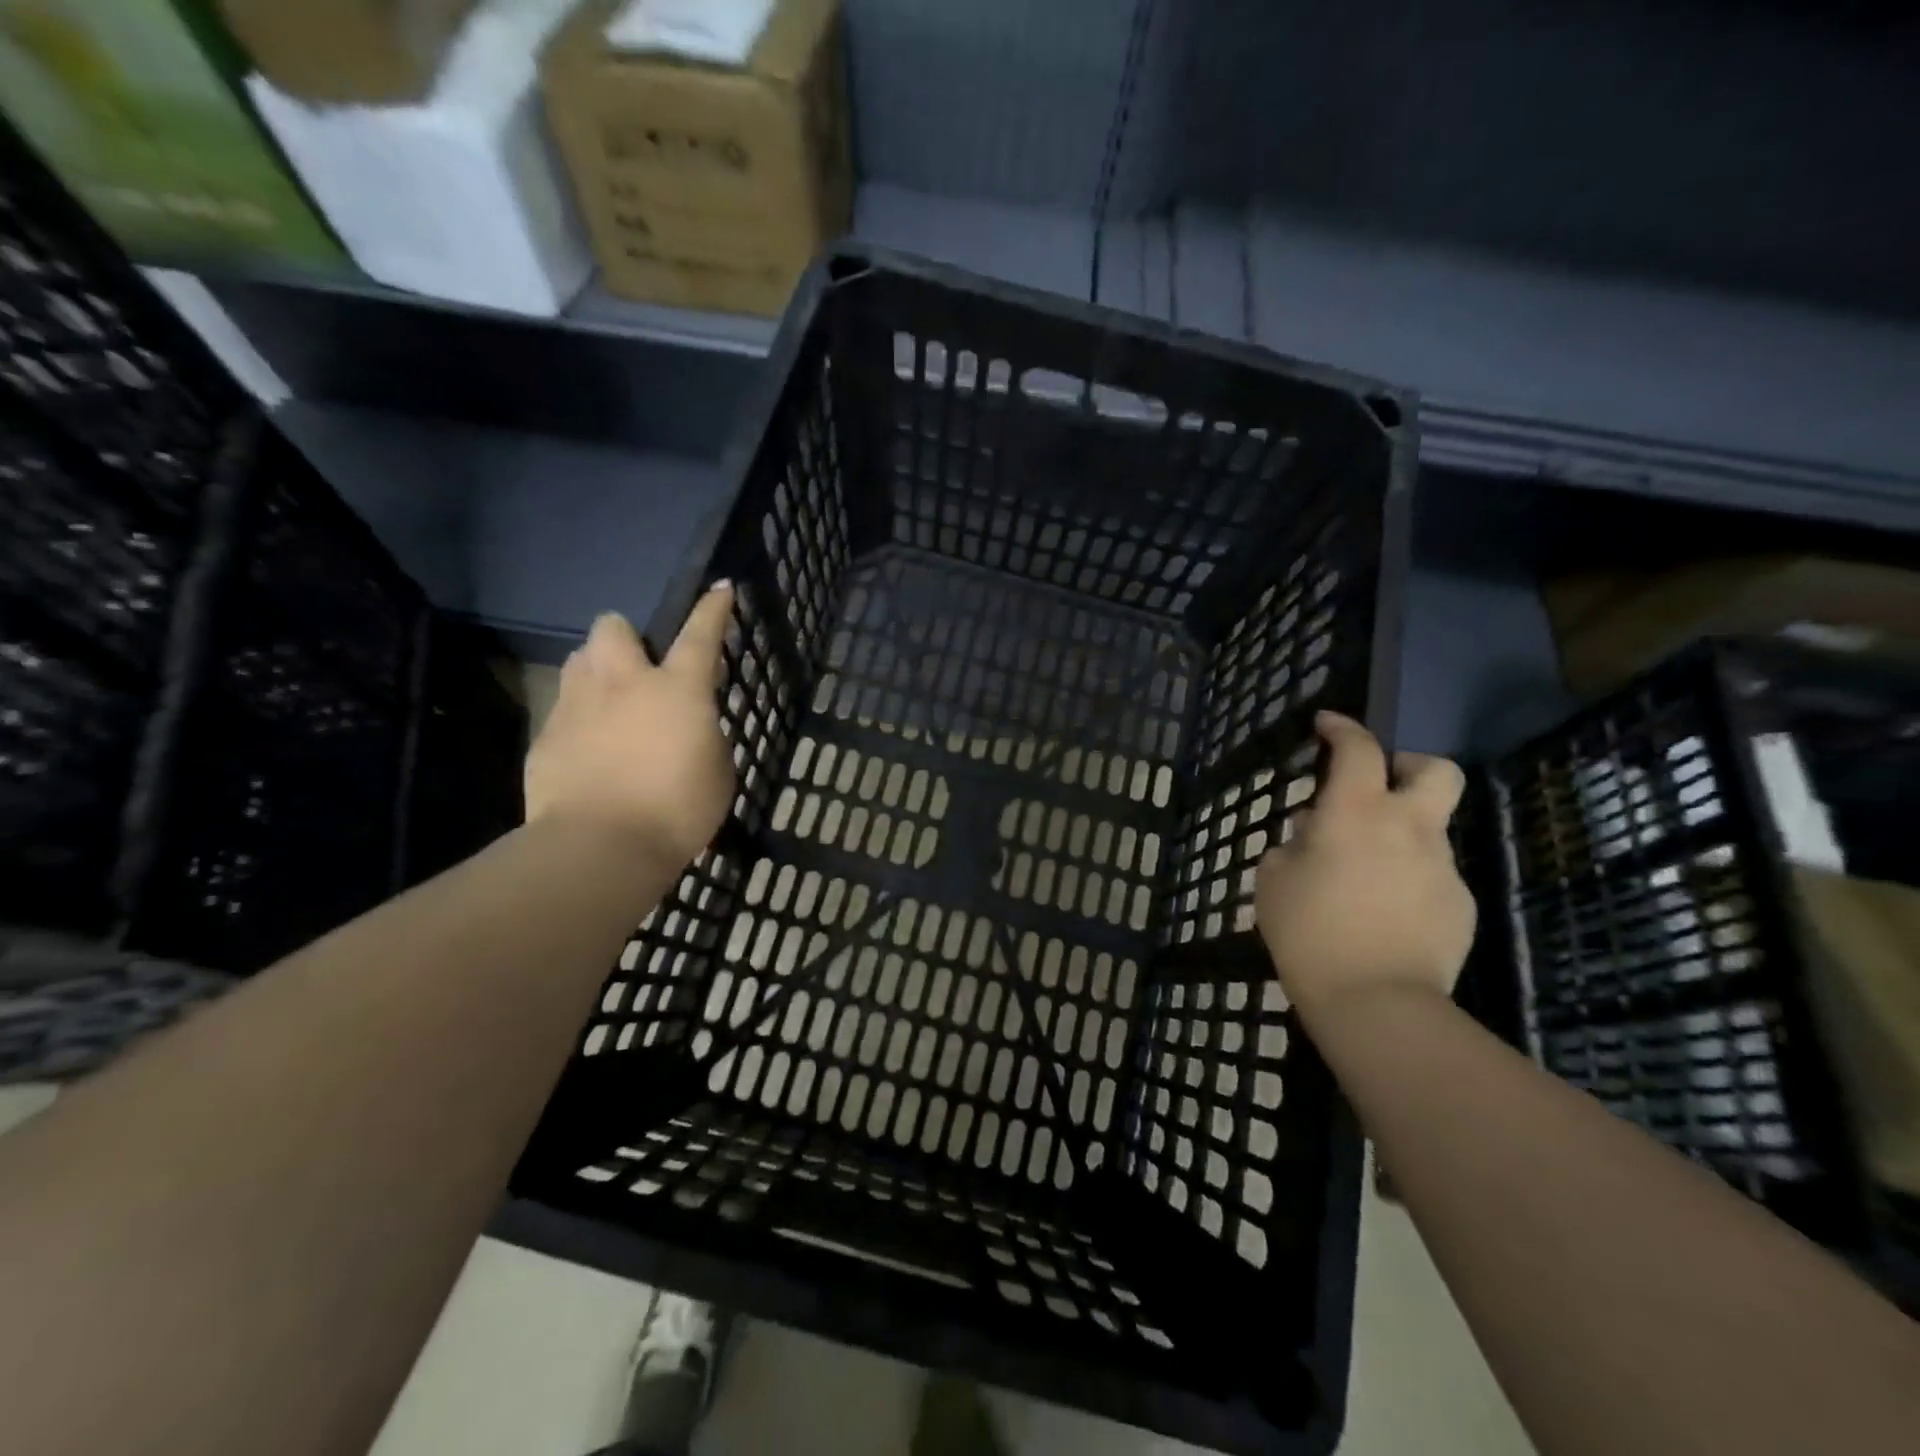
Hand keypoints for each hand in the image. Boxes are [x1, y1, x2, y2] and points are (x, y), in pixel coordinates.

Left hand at [524, 585, 736, 867]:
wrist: (601, 846)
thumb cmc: (678, 809)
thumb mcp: (718, 770)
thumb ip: (705, 734)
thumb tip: (689, 724)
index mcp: (678, 689)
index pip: (701, 634)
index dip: (713, 609)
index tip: (720, 588)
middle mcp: (624, 683)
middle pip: (614, 627)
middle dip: (627, 637)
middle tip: (641, 669)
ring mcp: (578, 705)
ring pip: (580, 660)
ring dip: (598, 670)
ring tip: (611, 703)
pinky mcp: (546, 736)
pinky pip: (563, 707)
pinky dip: (580, 717)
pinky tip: (590, 751)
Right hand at [1254, 711, 1473, 1031]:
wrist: (1377, 1002)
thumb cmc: (1310, 932)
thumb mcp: (1273, 881)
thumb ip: (1291, 846)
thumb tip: (1312, 834)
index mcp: (1356, 813)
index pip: (1358, 749)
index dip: (1342, 728)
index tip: (1327, 725)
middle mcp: (1408, 827)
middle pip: (1436, 770)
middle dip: (1409, 765)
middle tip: (1379, 786)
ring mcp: (1441, 866)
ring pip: (1430, 828)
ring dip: (1400, 833)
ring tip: (1364, 872)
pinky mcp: (1459, 904)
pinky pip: (1433, 874)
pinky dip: (1409, 878)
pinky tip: (1384, 912)